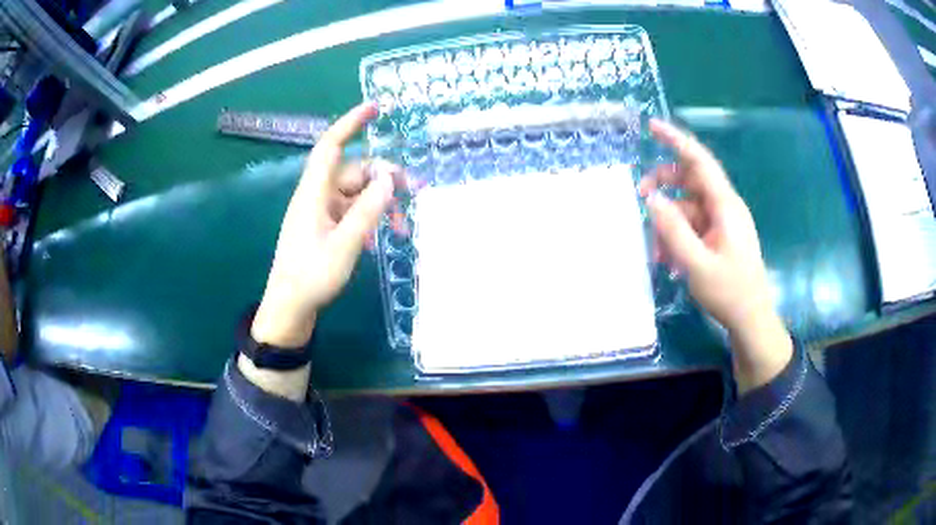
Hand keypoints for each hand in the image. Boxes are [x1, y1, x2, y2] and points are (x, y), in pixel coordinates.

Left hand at [251, 102, 400, 347]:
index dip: (351, 123)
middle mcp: (318, 196)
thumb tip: (388, 180)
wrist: (290, 308)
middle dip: (385, 178)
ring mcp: (322, 212)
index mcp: (315, 192)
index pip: (331, 146)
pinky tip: (382, 237)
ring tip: (402, 227)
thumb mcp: (345, 244)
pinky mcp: (326, 227)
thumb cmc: (312, 276)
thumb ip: (368, 210)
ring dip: (381, 204)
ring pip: (357, 194)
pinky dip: (370, 218)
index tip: (376, 108)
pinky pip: (352, 212)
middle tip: (415, 192)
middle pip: (355, 172)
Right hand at [640, 119, 791, 392]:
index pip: (699, 161)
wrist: (751, 319)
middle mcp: (724, 207)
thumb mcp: (697, 265)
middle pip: (690, 181)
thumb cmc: (730, 292)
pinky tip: (669, 260)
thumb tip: (652, 199)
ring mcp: (722, 223)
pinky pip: (692, 226)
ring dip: (668, 222)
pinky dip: (677, 236)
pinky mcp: (718, 237)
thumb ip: (673, 231)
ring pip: (687, 206)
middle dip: (663, 185)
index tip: (652, 126)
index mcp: (725, 206)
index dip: (676, 140)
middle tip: (640, 199)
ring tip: (657, 251)